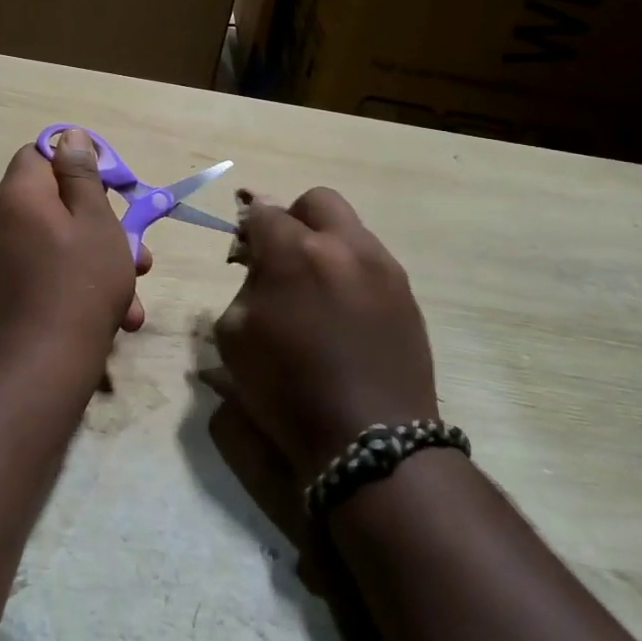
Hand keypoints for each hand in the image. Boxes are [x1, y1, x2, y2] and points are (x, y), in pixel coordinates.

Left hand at [0, 130, 149, 385]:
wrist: (40, 369)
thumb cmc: (80, 284)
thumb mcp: (96, 222)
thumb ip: (82, 175)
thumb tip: (70, 137)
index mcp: (16, 195)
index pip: (39, 154)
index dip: (76, 163)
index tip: (110, 186)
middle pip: (51, 201)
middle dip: (99, 222)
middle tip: (136, 249)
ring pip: (53, 242)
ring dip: (95, 259)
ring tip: (133, 293)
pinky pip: (41, 271)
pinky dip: (72, 282)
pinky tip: (113, 315)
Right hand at [210, 189, 437, 480]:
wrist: (371, 440)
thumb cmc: (288, 390)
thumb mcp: (235, 338)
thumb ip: (244, 287)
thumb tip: (258, 267)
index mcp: (295, 253)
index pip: (264, 212)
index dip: (248, 228)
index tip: (243, 253)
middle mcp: (343, 246)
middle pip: (316, 201)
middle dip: (293, 219)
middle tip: (283, 257)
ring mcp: (382, 267)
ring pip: (350, 228)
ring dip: (326, 244)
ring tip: (316, 288)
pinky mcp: (406, 293)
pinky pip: (372, 261)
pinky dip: (352, 271)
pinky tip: (344, 312)